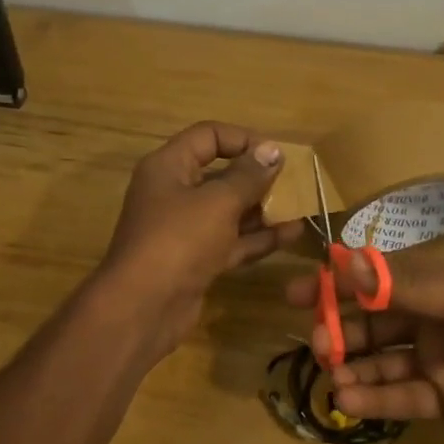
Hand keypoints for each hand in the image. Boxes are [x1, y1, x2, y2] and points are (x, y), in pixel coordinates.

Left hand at [96, 121, 290, 353]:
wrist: (144, 307)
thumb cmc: (179, 240)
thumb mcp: (218, 202)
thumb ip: (248, 176)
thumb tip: (272, 151)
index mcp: (168, 167)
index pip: (208, 136)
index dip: (243, 139)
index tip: (276, 154)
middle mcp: (173, 193)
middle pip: (218, 174)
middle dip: (255, 177)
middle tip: (293, 182)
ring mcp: (183, 230)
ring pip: (227, 211)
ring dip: (261, 209)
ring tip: (299, 207)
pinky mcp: (195, 260)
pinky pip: (230, 241)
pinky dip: (257, 238)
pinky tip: (290, 235)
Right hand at [284, 252, 443, 443]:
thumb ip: (406, 284)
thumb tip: (341, 264)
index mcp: (440, 284)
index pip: (376, 279)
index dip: (337, 284)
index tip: (296, 294)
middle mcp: (434, 319)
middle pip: (374, 322)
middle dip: (341, 330)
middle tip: (317, 344)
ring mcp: (441, 360)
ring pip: (384, 361)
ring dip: (354, 366)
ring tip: (330, 374)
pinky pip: (404, 397)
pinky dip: (375, 398)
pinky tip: (348, 400)